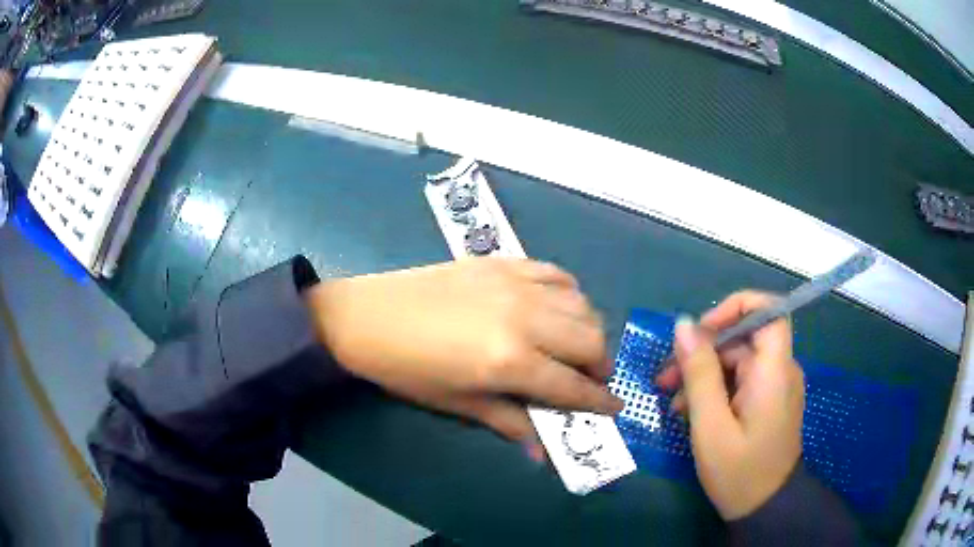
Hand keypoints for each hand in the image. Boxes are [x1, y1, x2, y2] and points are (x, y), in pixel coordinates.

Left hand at [304, 258, 622, 458]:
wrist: (366, 317)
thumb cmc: (406, 370)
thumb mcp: (458, 403)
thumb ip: (509, 422)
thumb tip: (543, 453)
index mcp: (511, 361)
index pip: (573, 386)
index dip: (599, 401)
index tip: (615, 408)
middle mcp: (525, 318)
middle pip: (590, 339)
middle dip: (601, 365)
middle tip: (590, 380)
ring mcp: (516, 284)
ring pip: (581, 303)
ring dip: (588, 329)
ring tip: (574, 346)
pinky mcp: (503, 262)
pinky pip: (555, 273)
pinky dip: (568, 292)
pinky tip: (557, 307)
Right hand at [656, 291, 803, 519]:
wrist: (766, 509)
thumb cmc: (739, 472)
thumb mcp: (711, 426)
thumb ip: (699, 373)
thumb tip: (683, 325)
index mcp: (774, 371)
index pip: (769, 310)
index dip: (735, 308)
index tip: (701, 330)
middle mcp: (781, 370)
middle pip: (744, 339)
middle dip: (704, 352)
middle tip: (666, 379)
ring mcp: (776, 386)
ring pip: (739, 361)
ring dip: (705, 374)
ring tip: (673, 402)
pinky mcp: (769, 401)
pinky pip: (742, 380)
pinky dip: (716, 389)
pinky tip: (692, 412)